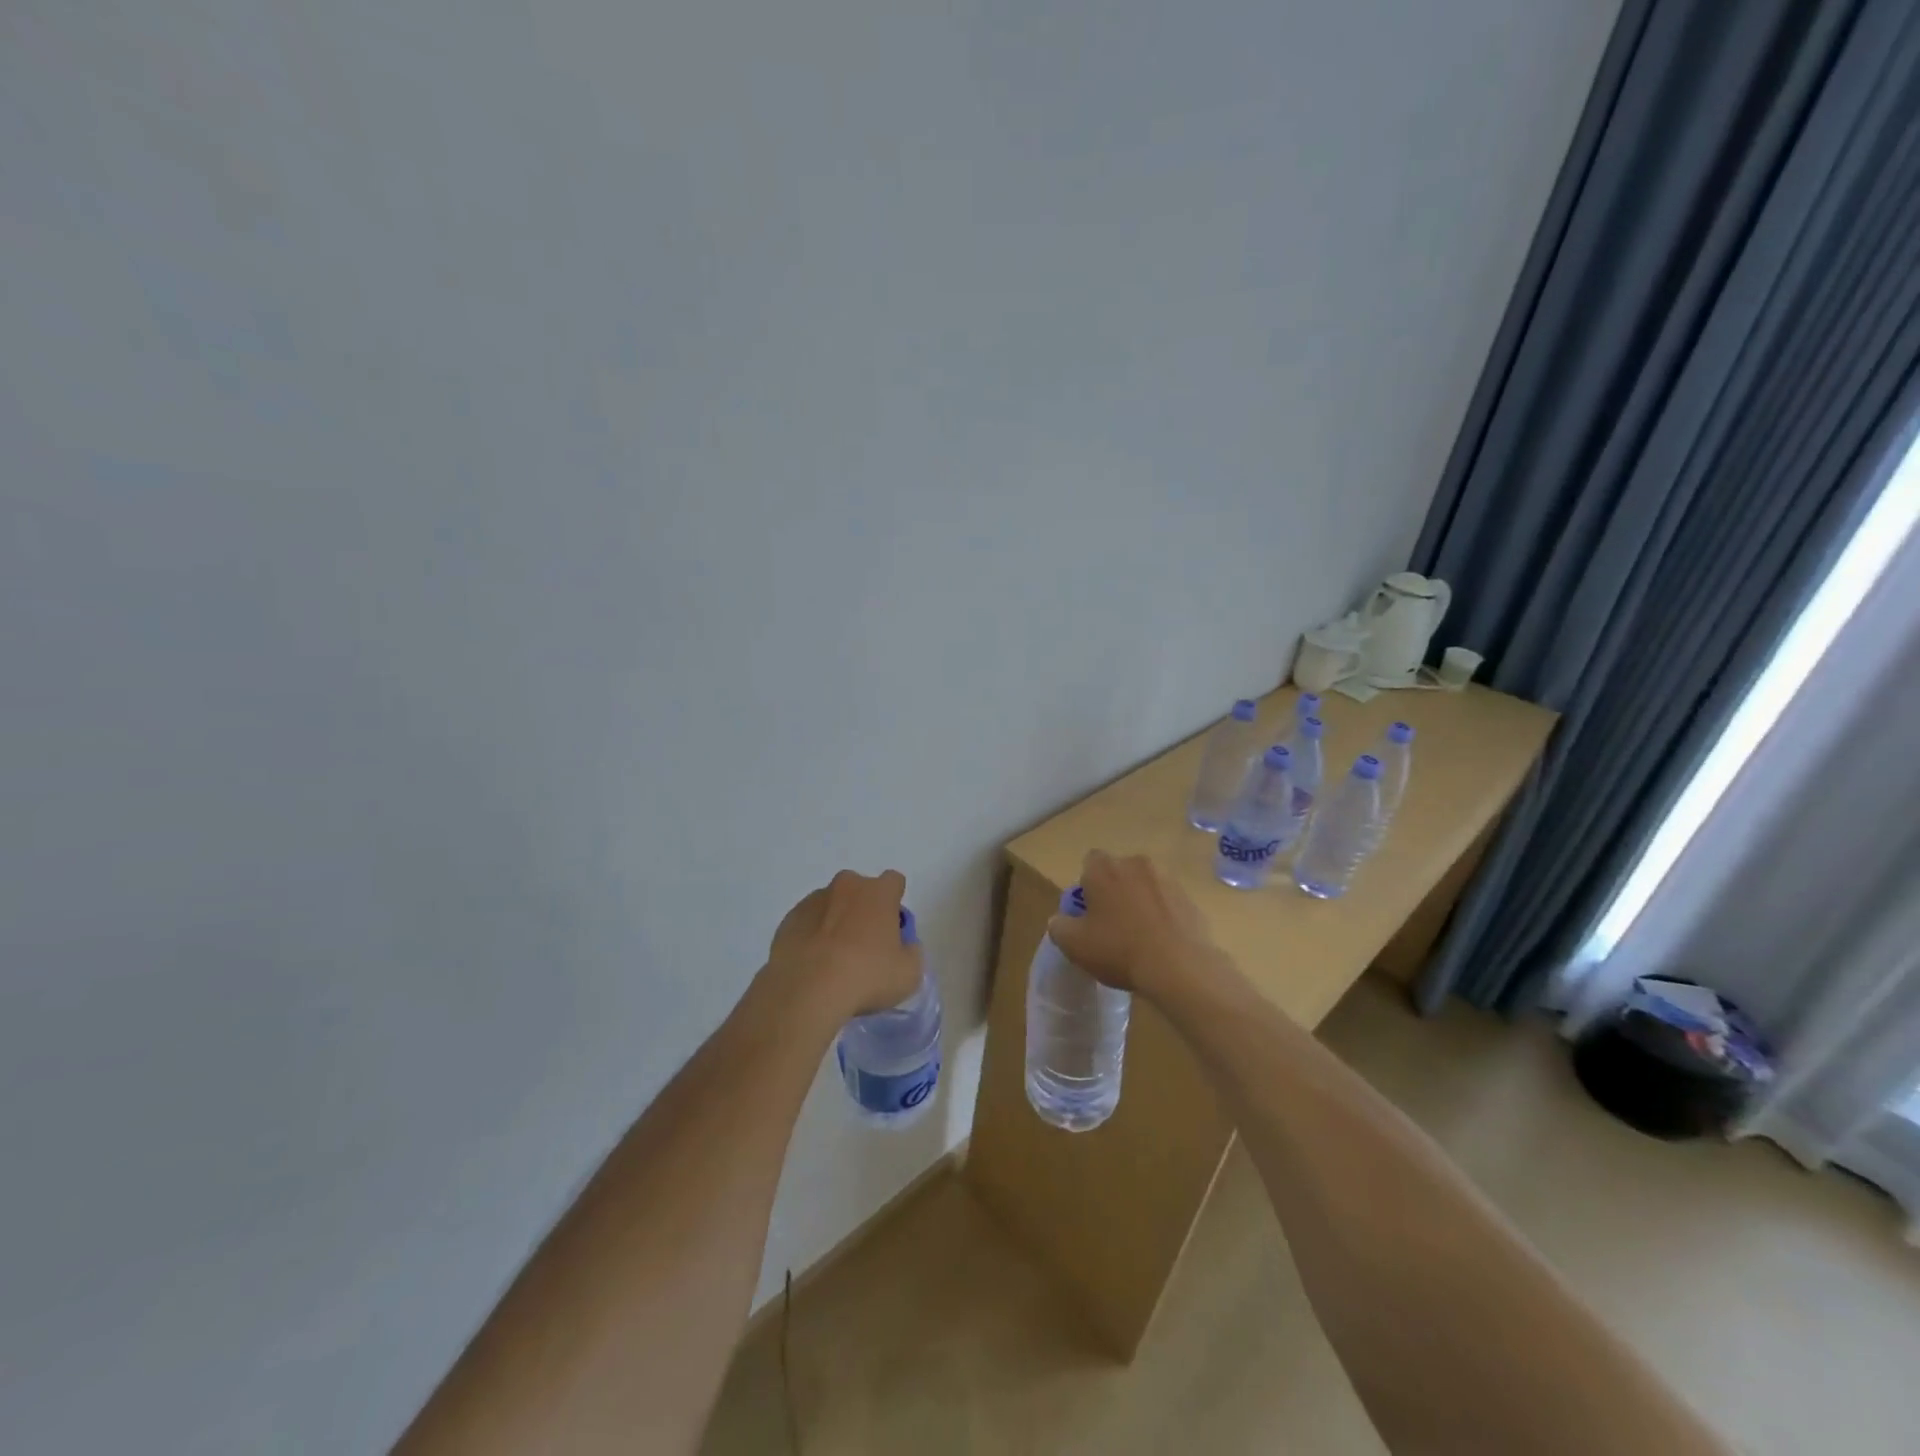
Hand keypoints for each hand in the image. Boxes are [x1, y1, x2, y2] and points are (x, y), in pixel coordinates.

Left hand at [766, 869, 922, 1020]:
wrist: (807, 989)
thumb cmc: (866, 976)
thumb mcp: (908, 974)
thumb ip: (911, 953)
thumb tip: (904, 946)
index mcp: (879, 892)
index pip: (894, 882)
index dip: (895, 902)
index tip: (893, 928)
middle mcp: (847, 886)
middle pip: (861, 890)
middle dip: (864, 909)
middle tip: (865, 945)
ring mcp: (814, 900)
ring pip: (832, 904)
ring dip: (836, 921)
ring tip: (834, 959)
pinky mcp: (789, 918)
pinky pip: (808, 921)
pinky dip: (812, 935)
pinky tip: (813, 963)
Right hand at [1046, 850, 1218, 999]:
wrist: (1179, 967)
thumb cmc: (1118, 949)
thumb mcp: (1074, 944)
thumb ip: (1059, 926)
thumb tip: (1060, 920)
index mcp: (1104, 868)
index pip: (1089, 862)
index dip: (1086, 885)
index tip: (1088, 912)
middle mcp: (1136, 864)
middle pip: (1119, 872)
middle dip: (1114, 891)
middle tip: (1111, 925)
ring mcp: (1167, 879)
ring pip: (1145, 886)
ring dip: (1140, 902)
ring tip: (1139, 937)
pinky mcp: (1190, 899)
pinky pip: (1168, 903)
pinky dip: (1163, 916)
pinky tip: (1161, 944)